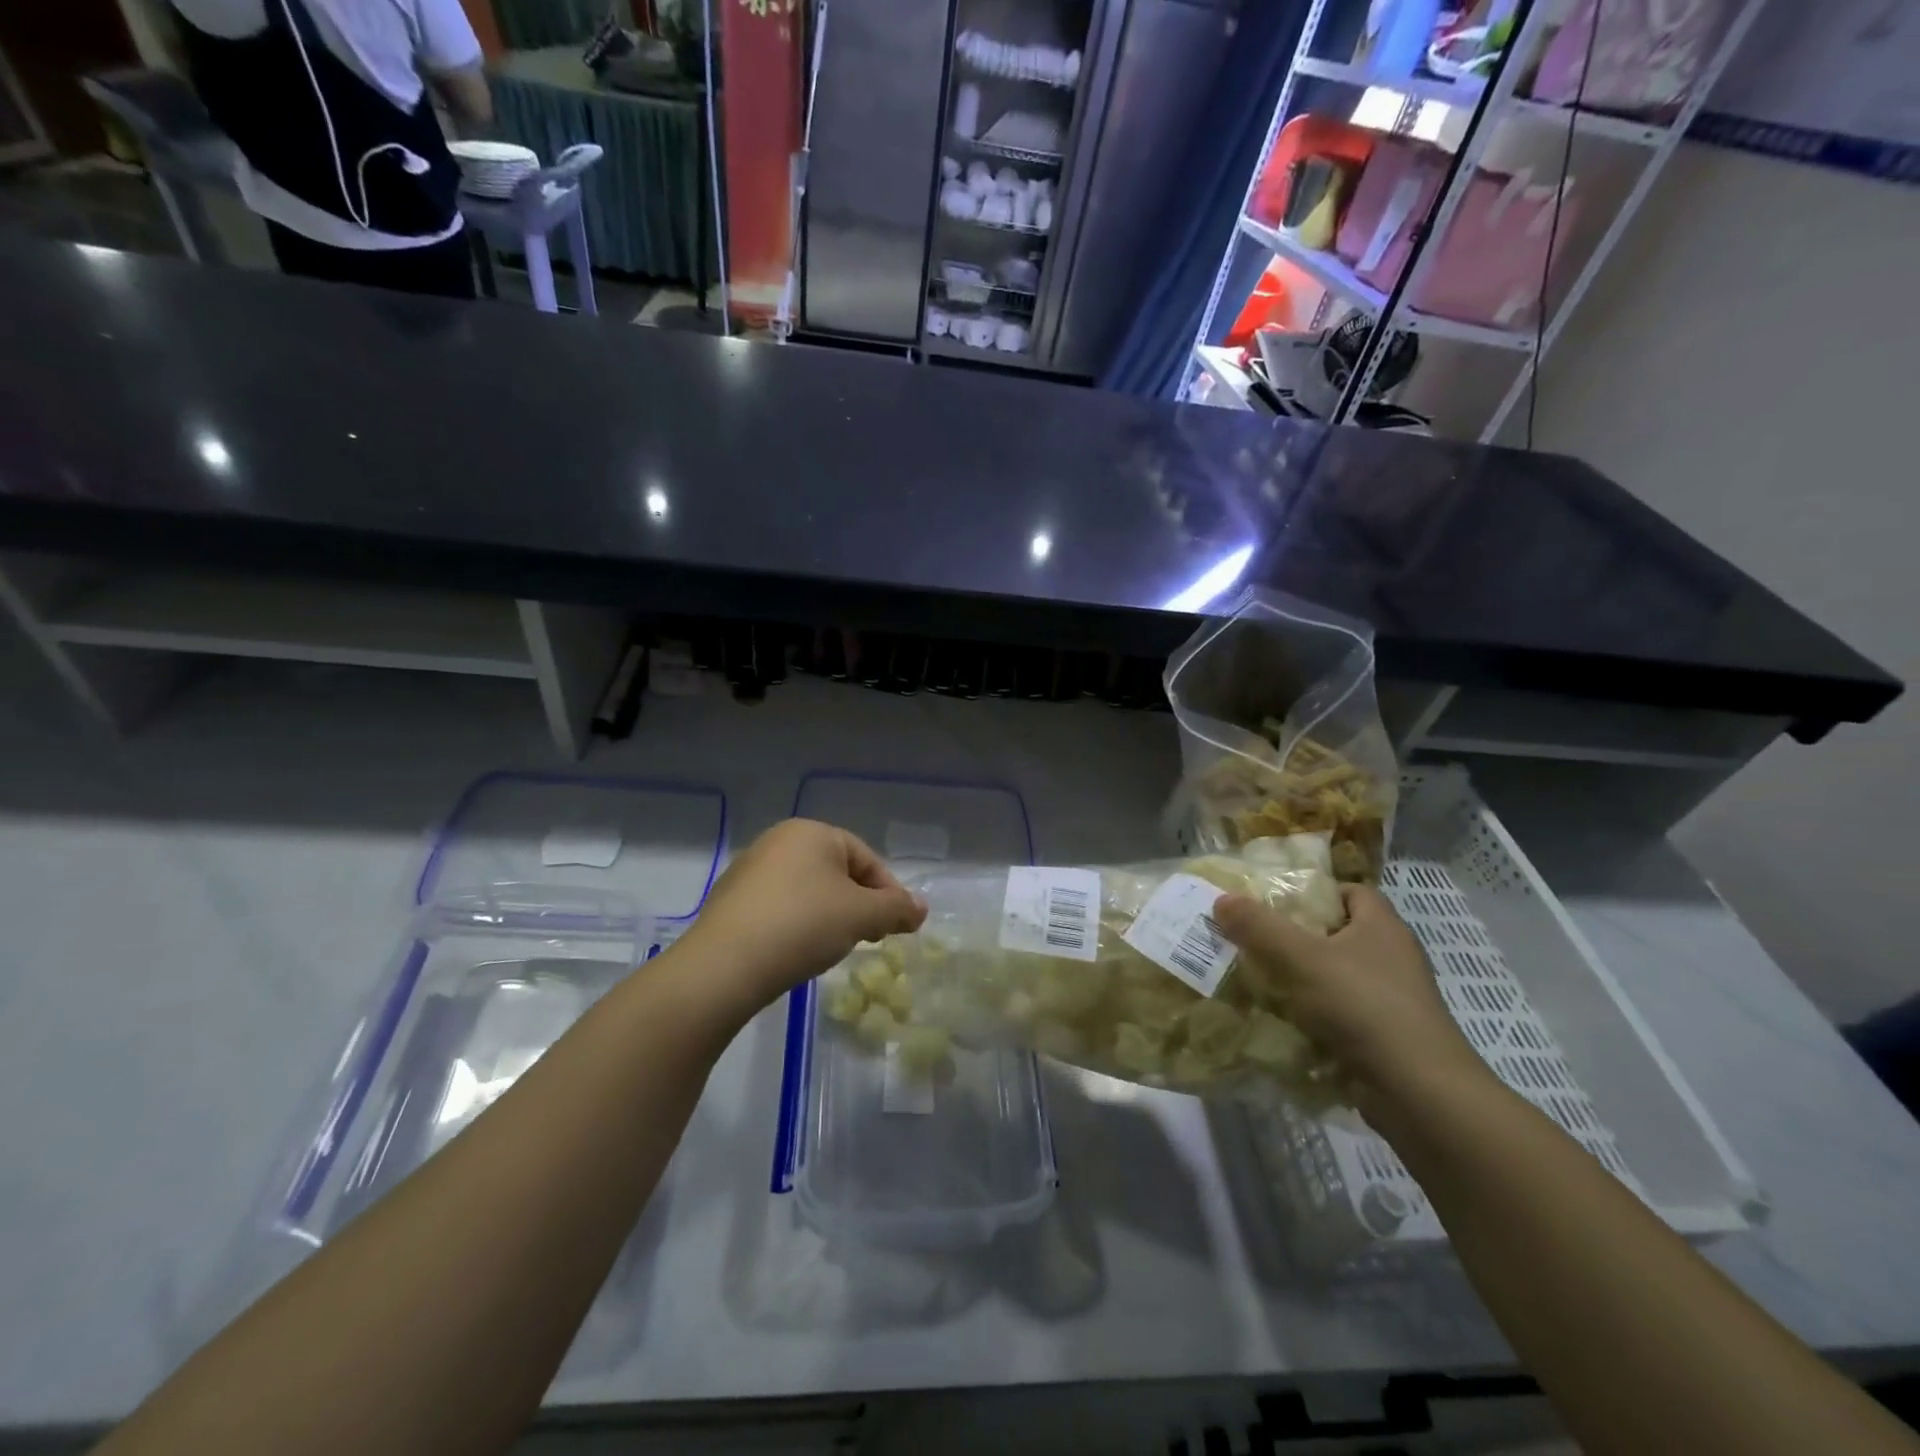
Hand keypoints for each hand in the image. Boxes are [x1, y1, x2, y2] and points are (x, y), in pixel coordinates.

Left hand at [678, 820, 926, 1015]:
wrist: (724, 965)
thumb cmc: (803, 925)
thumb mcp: (862, 916)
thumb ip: (897, 909)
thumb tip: (921, 908)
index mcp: (812, 832)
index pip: (866, 858)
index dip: (889, 892)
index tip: (897, 926)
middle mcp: (778, 840)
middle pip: (836, 873)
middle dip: (859, 905)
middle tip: (870, 939)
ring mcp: (749, 870)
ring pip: (807, 891)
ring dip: (829, 916)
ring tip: (834, 948)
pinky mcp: (729, 901)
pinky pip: (779, 907)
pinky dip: (797, 925)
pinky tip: (797, 952)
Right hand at [1212, 884, 1491, 1116]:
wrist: (1417, 1092)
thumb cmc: (1362, 1006)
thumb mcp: (1301, 958)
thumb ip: (1259, 926)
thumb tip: (1222, 899)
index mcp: (1382, 927)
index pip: (1350, 892)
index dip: (1314, 891)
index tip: (1276, 903)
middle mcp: (1391, 958)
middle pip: (1336, 934)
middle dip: (1295, 937)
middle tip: (1252, 939)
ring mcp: (1390, 1001)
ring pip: (1333, 978)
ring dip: (1298, 980)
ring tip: (1255, 978)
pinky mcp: (1382, 1037)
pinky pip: (1337, 1015)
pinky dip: (1310, 1016)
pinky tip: (1277, 1020)